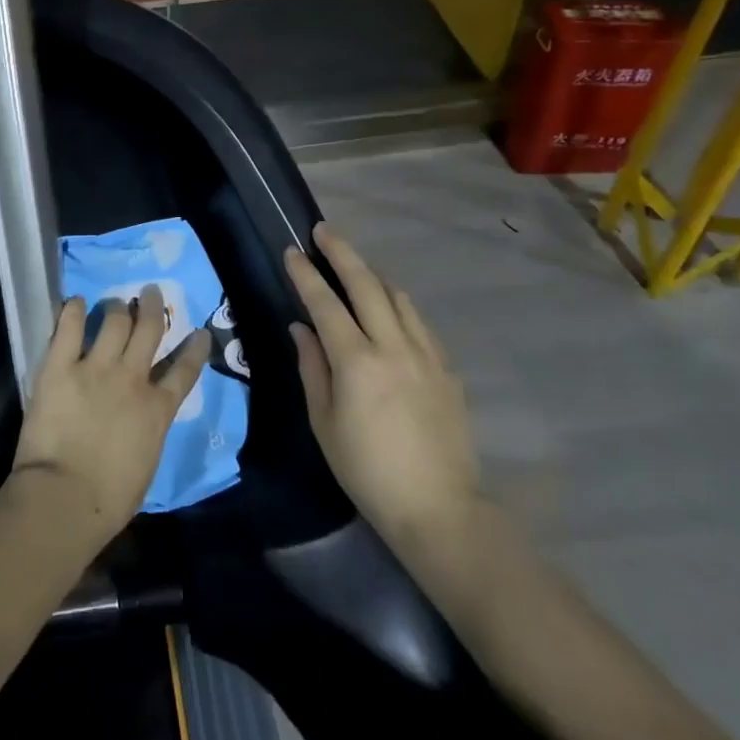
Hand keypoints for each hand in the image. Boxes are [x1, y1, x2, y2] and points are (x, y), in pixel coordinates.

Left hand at [12, 288, 208, 549]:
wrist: (65, 497)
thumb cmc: (109, 499)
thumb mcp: (146, 464)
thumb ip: (148, 431)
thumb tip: (143, 420)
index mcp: (158, 410)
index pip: (184, 372)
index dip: (195, 350)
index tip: (200, 333)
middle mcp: (132, 379)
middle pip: (150, 330)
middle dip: (153, 307)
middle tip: (151, 292)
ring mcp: (96, 368)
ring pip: (114, 322)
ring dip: (116, 308)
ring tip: (115, 302)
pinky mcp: (60, 366)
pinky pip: (68, 327)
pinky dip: (72, 310)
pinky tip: (75, 302)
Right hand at [286, 224, 478, 549]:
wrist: (439, 508)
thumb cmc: (367, 470)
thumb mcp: (324, 422)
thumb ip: (312, 367)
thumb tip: (301, 328)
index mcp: (357, 361)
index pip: (325, 303)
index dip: (306, 274)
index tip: (292, 251)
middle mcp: (393, 346)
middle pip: (367, 284)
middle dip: (342, 252)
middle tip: (324, 231)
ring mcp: (426, 355)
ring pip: (398, 297)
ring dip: (373, 275)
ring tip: (356, 267)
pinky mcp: (447, 369)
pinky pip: (419, 322)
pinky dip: (399, 305)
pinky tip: (391, 310)